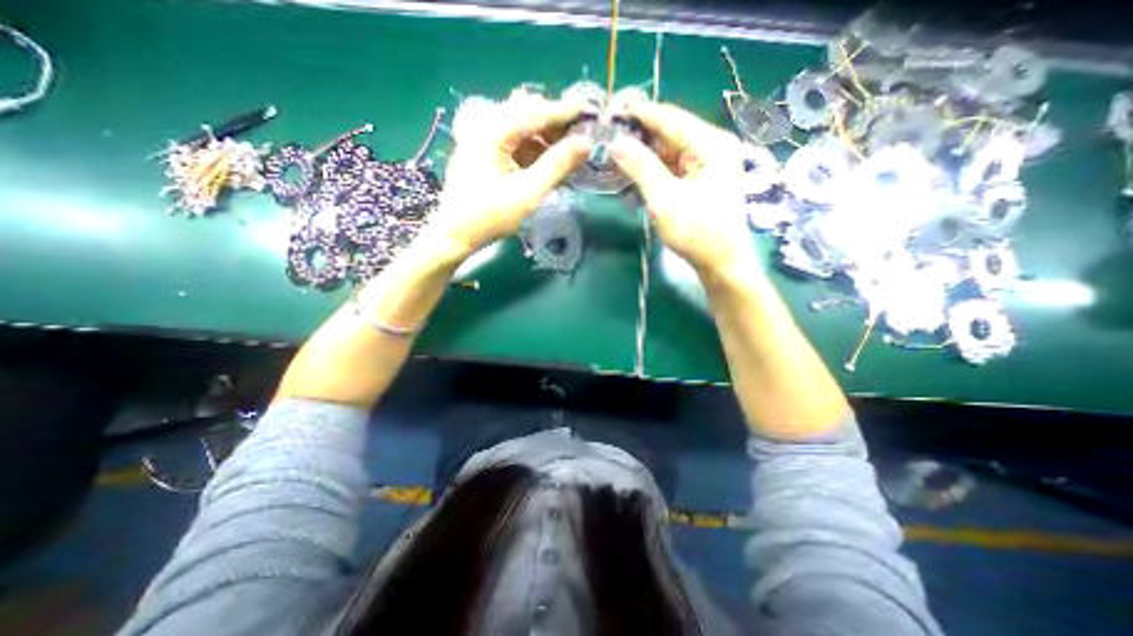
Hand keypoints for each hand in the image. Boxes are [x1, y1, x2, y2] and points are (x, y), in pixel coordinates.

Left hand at [422, 89, 594, 257]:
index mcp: (494, 131)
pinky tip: (544, 161)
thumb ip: (558, 165)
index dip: (565, 111)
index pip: (536, 111)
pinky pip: (511, 140)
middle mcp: (485, 125)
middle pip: (526, 112)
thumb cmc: (492, 216)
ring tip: (565, 151)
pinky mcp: (481, 151)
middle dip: (555, 123)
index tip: (590, 111)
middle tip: (578, 136)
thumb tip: (585, 143)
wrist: (455, 234)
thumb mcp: (530, 192)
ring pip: (519, 126)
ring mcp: (480, 137)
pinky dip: (531, 147)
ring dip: (543, 136)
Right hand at [607, 102, 755, 275]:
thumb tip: (615, 142)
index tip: (609, 112)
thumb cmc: (696, 232)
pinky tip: (635, 175)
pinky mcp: (703, 180)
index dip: (638, 114)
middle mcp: (713, 146)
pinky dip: (654, 171)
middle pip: (670, 133)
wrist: (721, 263)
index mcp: (710, 143)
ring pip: (670, 151)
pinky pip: (674, 167)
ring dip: (644, 156)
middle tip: (608, 139)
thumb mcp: (664, 198)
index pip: (669, 118)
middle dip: (639, 137)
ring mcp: (709, 164)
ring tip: (615, 157)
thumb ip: (640, 167)